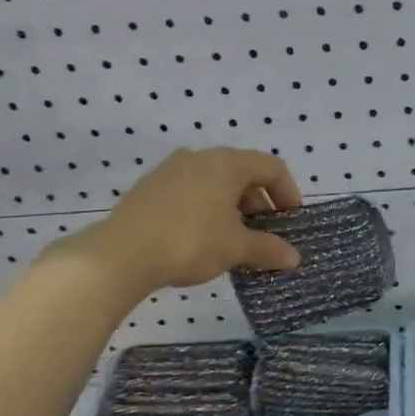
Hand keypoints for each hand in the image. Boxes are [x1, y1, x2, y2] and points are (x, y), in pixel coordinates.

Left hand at [56, 148, 303, 292]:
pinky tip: (204, 242)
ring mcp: (170, 171)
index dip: (289, 193)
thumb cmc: (190, 241)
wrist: (120, 254)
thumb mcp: (236, 248)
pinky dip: (208, 212)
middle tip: (266, 236)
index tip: (291, 222)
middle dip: (260, 206)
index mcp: (226, 163)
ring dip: (234, 211)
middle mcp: (199, 158)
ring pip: (215, 185)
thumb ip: (268, 249)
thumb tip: (294, 258)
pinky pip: (192, 194)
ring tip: (236, 243)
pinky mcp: (150, 190)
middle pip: (243, 175)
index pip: (271, 167)